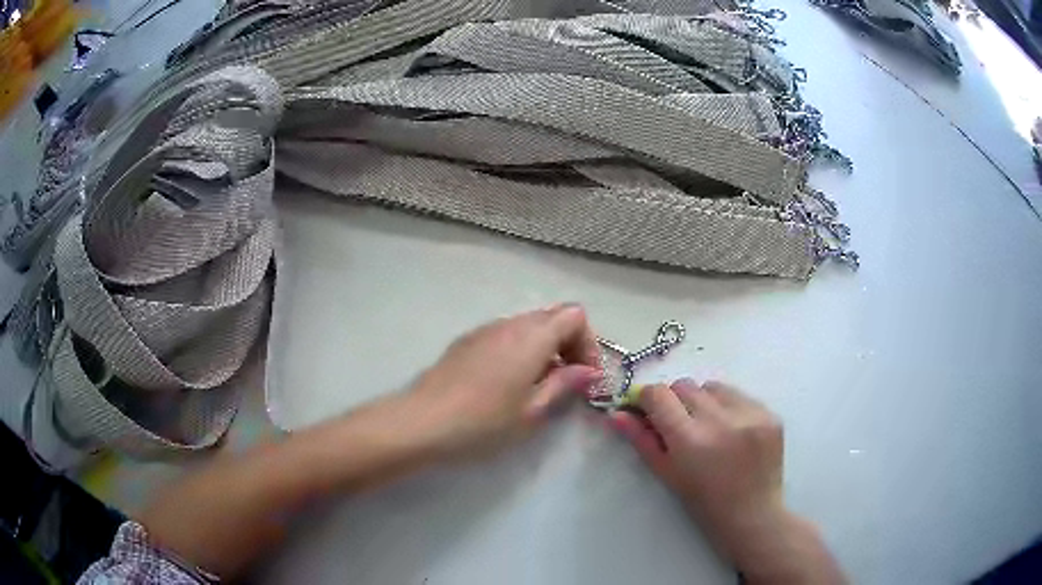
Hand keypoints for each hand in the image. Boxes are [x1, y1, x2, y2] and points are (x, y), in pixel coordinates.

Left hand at [400, 304, 601, 460]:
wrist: (423, 421)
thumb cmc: (484, 421)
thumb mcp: (532, 411)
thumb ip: (564, 385)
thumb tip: (587, 371)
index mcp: (532, 336)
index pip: (575, 316)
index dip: (588, 343)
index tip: (586, 376)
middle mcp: (510, 323)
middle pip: (552, 316)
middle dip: (569, 344)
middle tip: (568, 380)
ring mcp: (485, 329)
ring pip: (528, 325)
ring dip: (544, 347)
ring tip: (539, 384)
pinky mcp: (467, 341)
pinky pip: (505, 334)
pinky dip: (520, 349)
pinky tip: (508, 382)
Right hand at [610, 380, 843, 583]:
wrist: (752, 513)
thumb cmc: (704, 501)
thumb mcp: (667, 474)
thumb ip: (641, 440)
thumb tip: (616, 414)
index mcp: (690, 440)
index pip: (658, 394)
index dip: (648, 399)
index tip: (648, 410)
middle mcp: (721, 420)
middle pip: (684, 385)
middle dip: (676, 401)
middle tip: (681, 426)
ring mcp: (750, 414)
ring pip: (712, 386)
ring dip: (704, 400)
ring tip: (710, 427)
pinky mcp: (769, 413)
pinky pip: (739, 394)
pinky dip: (729, 406)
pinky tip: (732, 430)